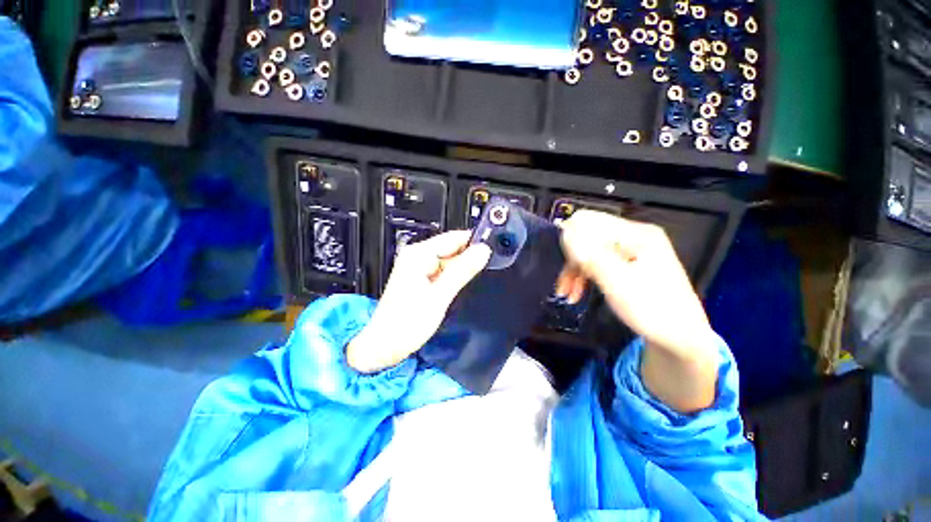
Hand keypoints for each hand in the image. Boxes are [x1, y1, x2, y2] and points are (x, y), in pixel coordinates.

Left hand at [347, 231, 491, 373]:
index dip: (474, 242)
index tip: (492, 250)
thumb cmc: (406, 323)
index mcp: (418, 255)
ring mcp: (417, 267)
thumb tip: (482, 251)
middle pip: (451, 249)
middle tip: (481, 273)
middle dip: (468, 259)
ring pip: (448, 261)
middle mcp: (417, 257)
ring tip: (462, 286)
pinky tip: (453, 290)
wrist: (385, 346)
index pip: (453, 237)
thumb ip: (462, 271)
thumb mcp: (440, 296)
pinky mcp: (419, 278)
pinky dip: (451, 278)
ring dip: (460, 270)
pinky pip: (442, 272)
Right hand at [555, 210, 718, 411]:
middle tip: (563, 285)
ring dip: (574, 271)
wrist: (680, 339)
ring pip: (590, 252)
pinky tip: (576, 292)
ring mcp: (631, 251)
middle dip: (572, 260)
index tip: (564, 264)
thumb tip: (565, 230)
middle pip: (588, 237)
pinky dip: (584, 276)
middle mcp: (634, 236)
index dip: (570, 240)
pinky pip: (597, 263)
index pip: (589, 220)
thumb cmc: (652, 310)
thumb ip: (590, 254)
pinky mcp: (627, 265)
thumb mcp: (617, 282)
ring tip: (566, 293)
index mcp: (636, 233)